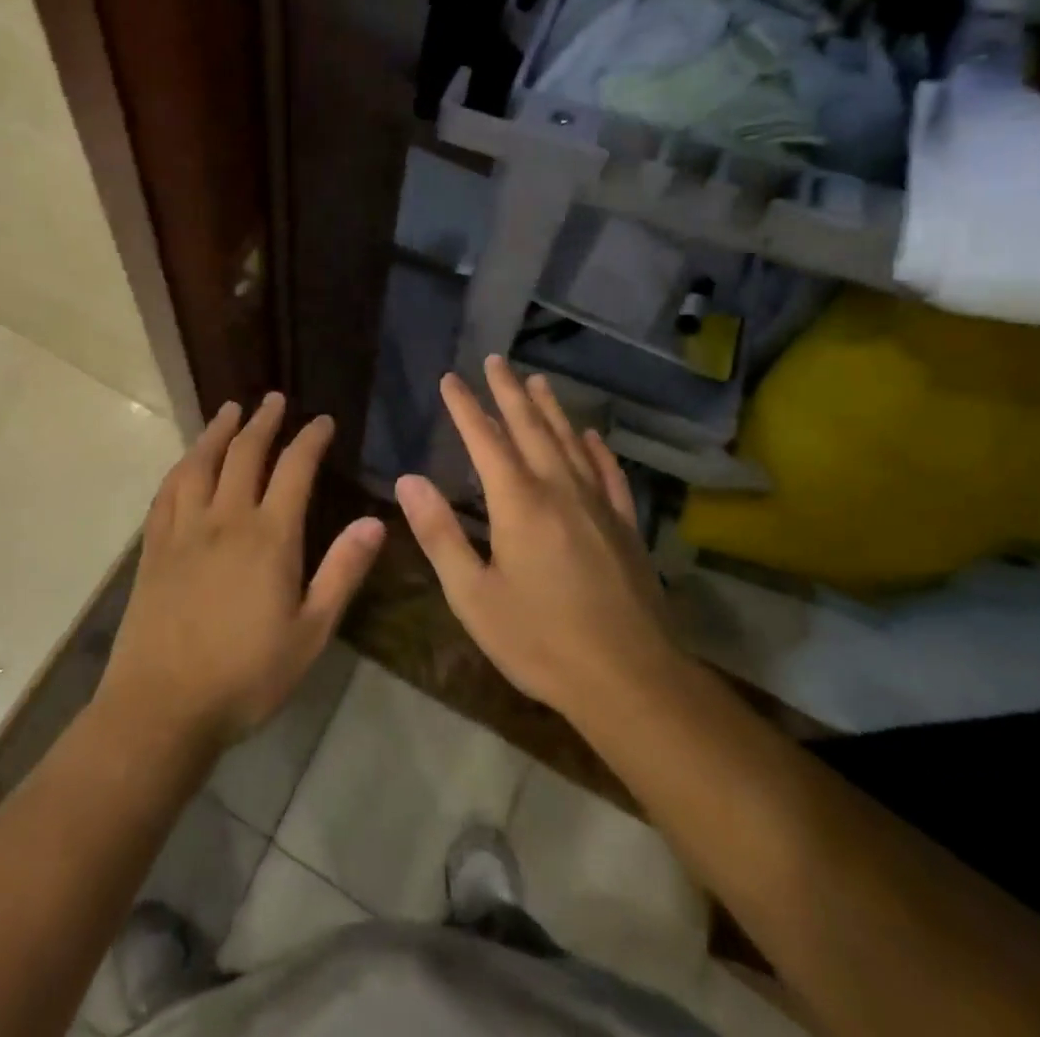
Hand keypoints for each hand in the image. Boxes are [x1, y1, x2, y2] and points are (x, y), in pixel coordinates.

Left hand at [97, 393, 385, 753]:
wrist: (162, 706)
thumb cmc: (246, 675)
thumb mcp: (310, 632)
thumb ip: (342, 572)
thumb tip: (375, 522)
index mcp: (269, 537)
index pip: (294, 469)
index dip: (310, 439)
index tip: (322, 420)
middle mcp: (225, 519)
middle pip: (245, 454)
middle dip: (263, 421)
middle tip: (274, 399)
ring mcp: (184, 530)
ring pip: (200, 463)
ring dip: (218, 431)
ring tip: (230, 410)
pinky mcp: (154, 547)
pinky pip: (167, 491)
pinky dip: (182, 465)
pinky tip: (187, 460)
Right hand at [394, 357, 675, 721]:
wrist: (631, 679)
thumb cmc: (540, 640)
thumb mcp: (473, 595)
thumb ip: (440, 533)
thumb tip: (408, 480)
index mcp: (518, 502)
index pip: (485, 439)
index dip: (465, 407)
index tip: (450, 379)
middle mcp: (559, 489)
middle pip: (531, 427)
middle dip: (509, 391)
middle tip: (495, 360)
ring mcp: (598, 504)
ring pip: (570, 441)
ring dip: (551, 408)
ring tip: (537, 380)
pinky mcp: (625, 525)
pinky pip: (609, 473)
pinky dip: (596, 449)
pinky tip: (591, 437)